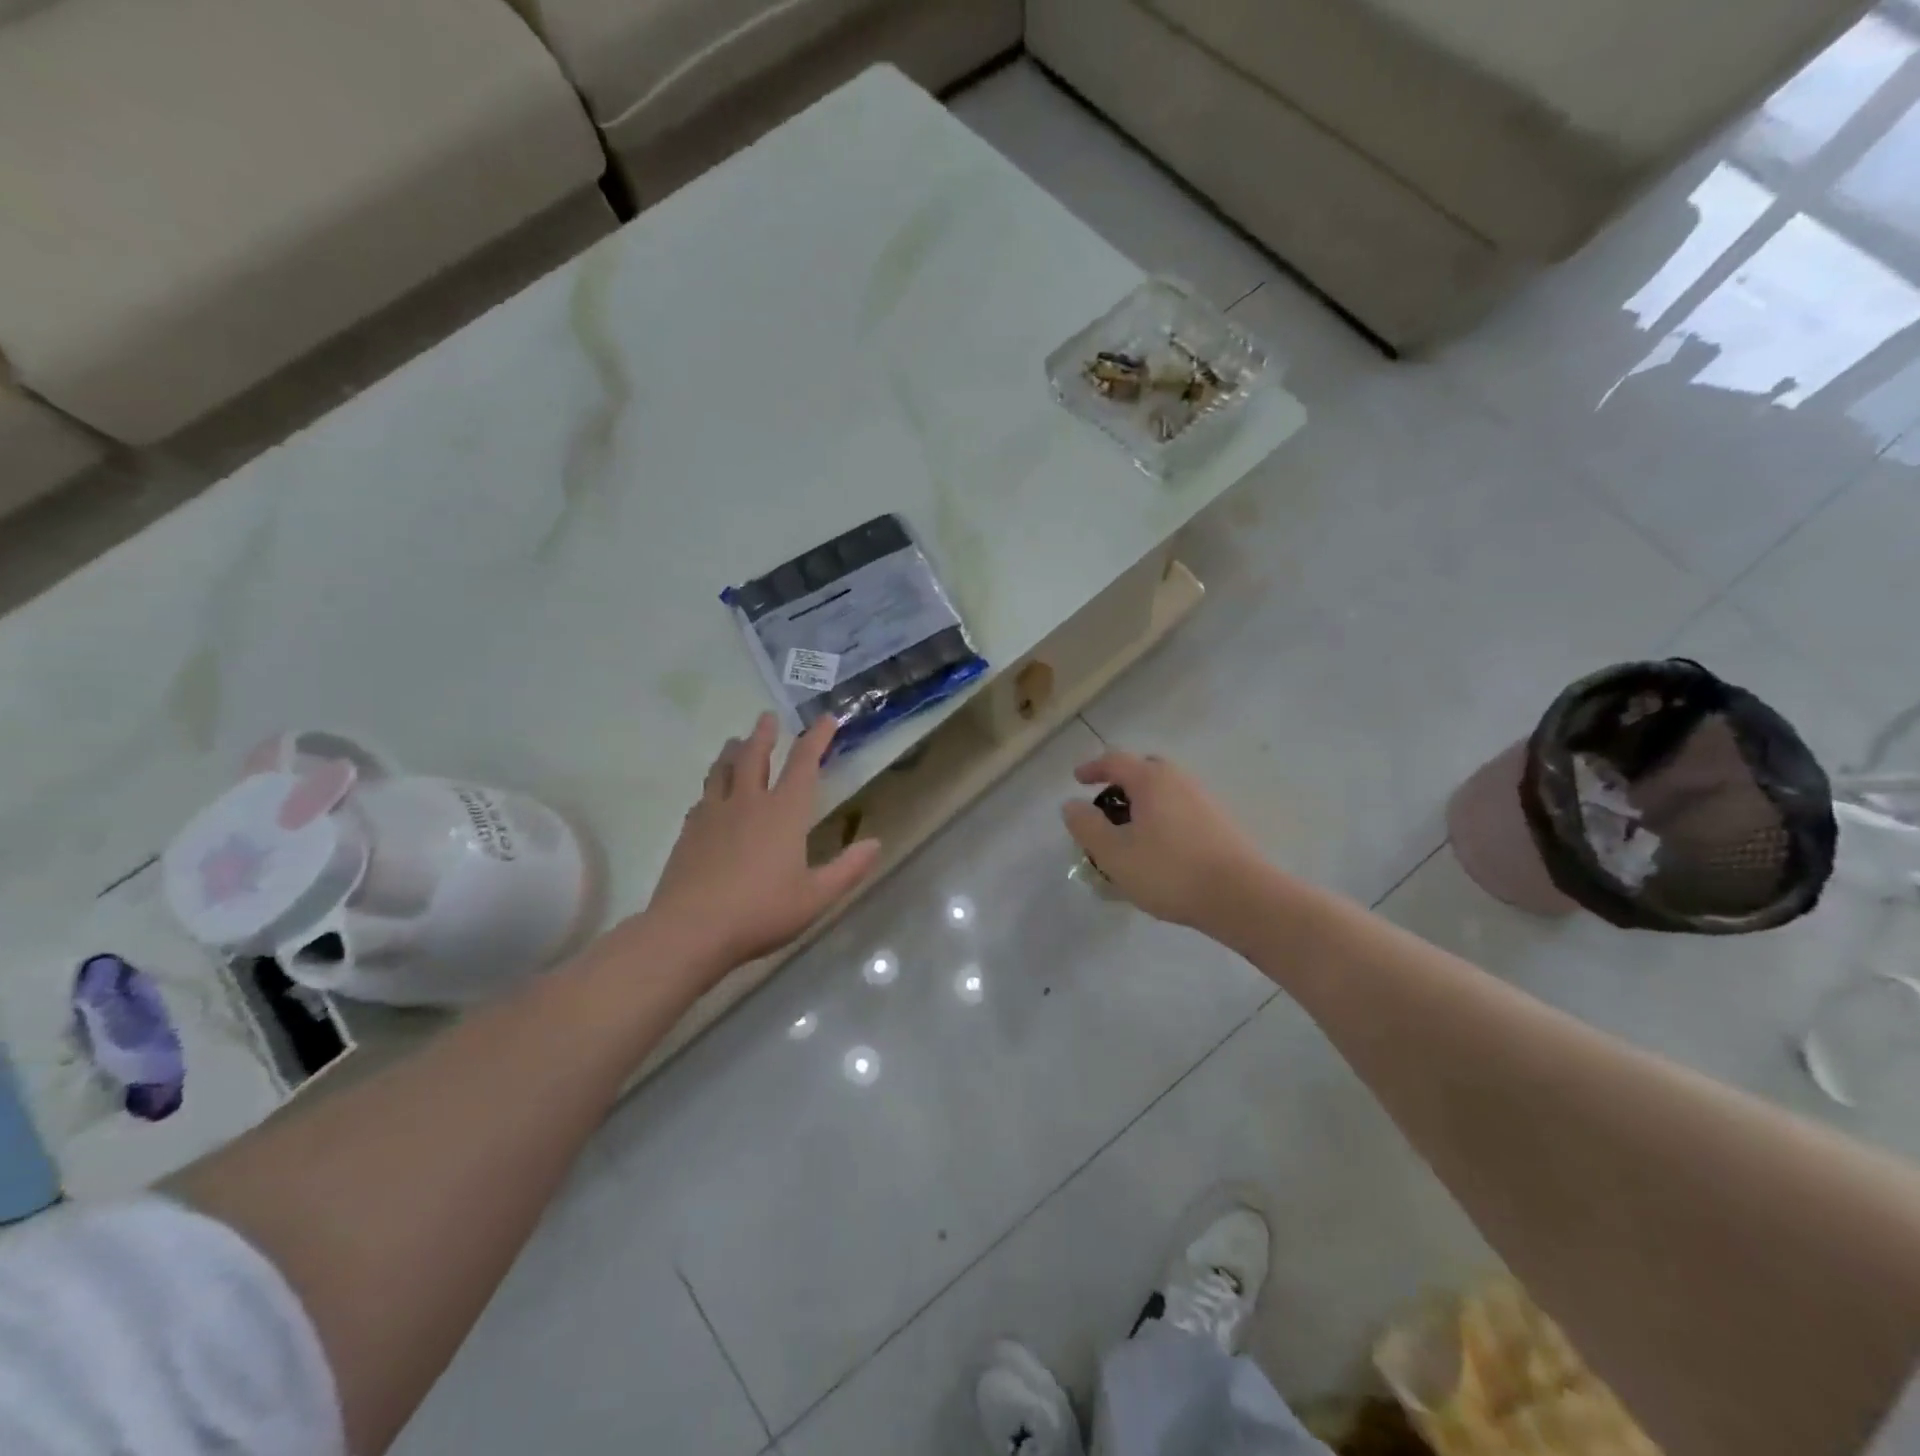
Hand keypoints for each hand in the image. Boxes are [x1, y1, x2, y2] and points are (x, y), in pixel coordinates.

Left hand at [643, 713, 880, 981]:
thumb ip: (848, 869)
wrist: (690, 929)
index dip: (817, 738)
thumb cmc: (761, 911)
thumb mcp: (816, 897)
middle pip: (755, 756)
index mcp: (784, 813)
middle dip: (764, 734)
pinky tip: (709, 794)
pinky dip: (712, 786)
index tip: (826, 719)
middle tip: (767, 717)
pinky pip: (703, 797)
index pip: (804, 763)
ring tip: (735, 741)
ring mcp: (713, 814)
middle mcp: (748, 803)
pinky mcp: (689, 832)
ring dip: (732, 751)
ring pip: (723, 770)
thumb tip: (875, 843)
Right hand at [1062, 750, 1266, 930]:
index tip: (1077, 780)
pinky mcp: (1219, 823)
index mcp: (1151, 780)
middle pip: (1144, 770)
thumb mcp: (1114, 853)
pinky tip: (1158, 849)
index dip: (1092, 768)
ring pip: (1164, 791)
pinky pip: (1180, 809)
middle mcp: (1179, 780)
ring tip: (1129, 834)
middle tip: (1105, 807)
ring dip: (1143, 804)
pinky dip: (1162, 818)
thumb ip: (1087, 826)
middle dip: (1121, 783)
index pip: (1115, 760)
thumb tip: (1071, 805)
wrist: (1242, 897)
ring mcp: (1203, 800)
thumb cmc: (1170, 871)